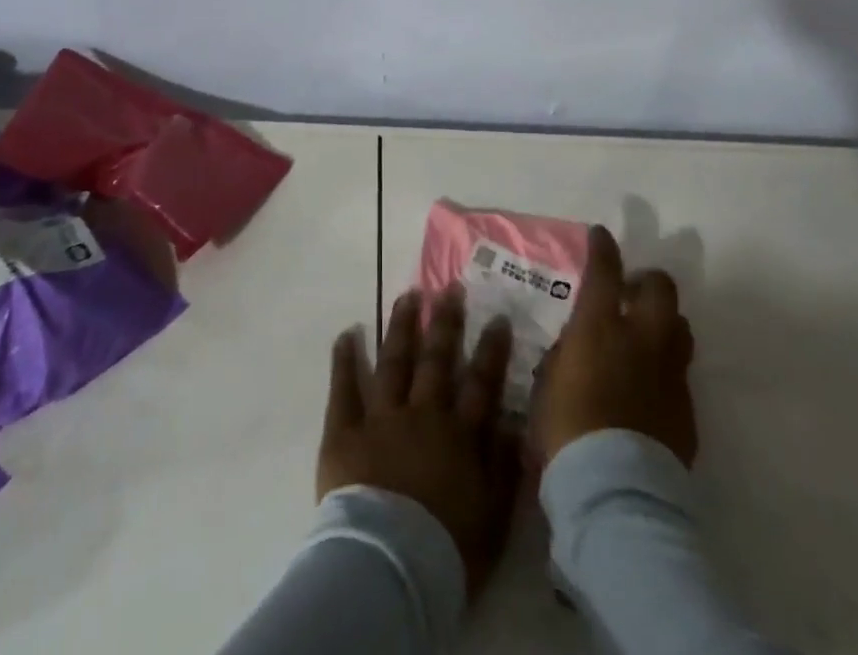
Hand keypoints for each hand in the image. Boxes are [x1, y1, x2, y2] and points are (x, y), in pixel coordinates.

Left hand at [319, 288, 521, 599]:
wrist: (389, 569)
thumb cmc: (447, 551)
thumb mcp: (494, 516)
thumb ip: (504, 466)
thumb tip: (513, 422)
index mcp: (459, 435)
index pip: (481, 383)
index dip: (491, 350)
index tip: (497, 317)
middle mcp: (423, 414)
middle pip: (437, 360)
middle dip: (445, 323)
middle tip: (449, 288)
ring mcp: (381, 418)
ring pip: (394, 361)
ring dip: (401, 327)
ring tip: (407, 296)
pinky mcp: (344, 431)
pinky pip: (344, 388)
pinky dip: (345, 359)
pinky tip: (347, 333)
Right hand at [532, 225, 696, 467]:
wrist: (615, 491)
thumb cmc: (565, 430)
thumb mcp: (548, 382)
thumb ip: (565, 354)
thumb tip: (576, 345)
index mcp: (601, 327)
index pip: (605, 270)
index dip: (604, 248)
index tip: (601, 235)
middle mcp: (642, 339)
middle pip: (661, 289)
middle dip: (648, 281)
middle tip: (631, 293)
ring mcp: (670, 373)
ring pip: (680, 326)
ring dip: (663, 323)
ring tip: (646, 337)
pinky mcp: (687, 408)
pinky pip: (680, 373)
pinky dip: (666, 368)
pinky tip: (651, 387)